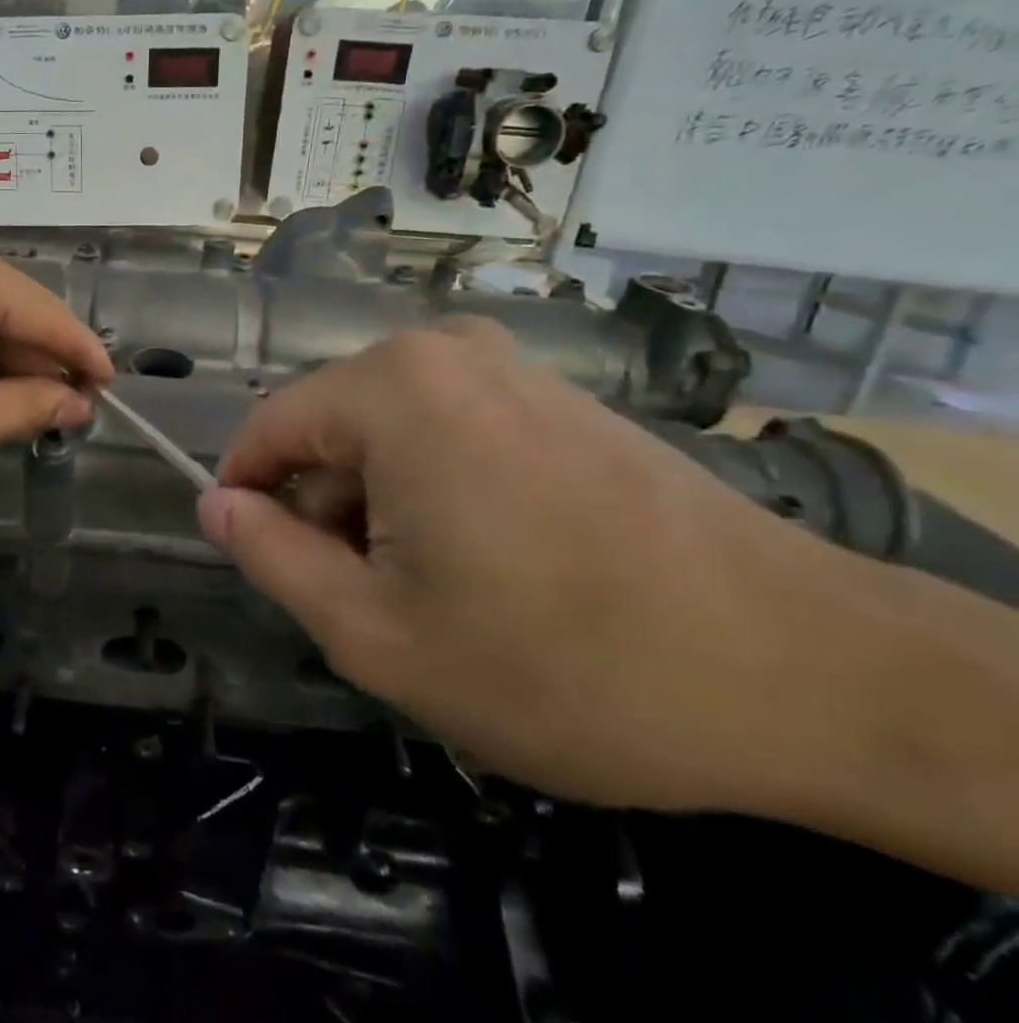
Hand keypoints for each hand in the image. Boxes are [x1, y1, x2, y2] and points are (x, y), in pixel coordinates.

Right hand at [196, 321, 866, 815]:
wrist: (807, 672)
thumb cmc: (562, 660)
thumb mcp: (376, 632)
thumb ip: (271, 557)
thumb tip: (216, 505)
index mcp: (389, 388)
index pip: (266, 429)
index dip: (247, 499)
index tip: (265, 565)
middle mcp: (440, 350)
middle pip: (328, 428)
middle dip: (325, 509)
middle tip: (370, 600)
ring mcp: (506, 365)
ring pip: (385, 431)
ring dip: (380, 505)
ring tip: (435, 589)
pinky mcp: (553, 394)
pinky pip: (446, 428)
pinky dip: (435, 488)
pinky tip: (491, 559)